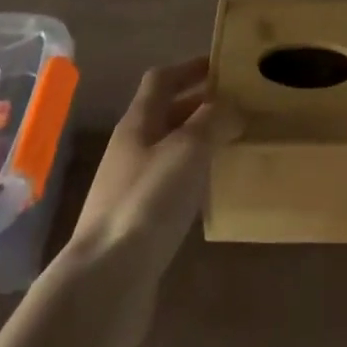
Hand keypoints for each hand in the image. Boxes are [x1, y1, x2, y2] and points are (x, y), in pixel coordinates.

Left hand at [64, 57, 238, 312]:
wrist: (106, 281)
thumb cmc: (147, 201)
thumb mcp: (188, 150)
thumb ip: (213, 121)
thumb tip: (233, 107)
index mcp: (137, 123)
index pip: (161, 79)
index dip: (190, 67)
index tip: (223, 65)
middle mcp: (131, 149)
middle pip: (166, 114)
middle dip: (200, 105)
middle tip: (240, 105)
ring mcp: (131, 188)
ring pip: (170, 150)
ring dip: (199, 142)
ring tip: (235, 143)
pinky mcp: (138, 223)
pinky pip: (170, 186)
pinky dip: (194, 177)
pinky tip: (214, 190)